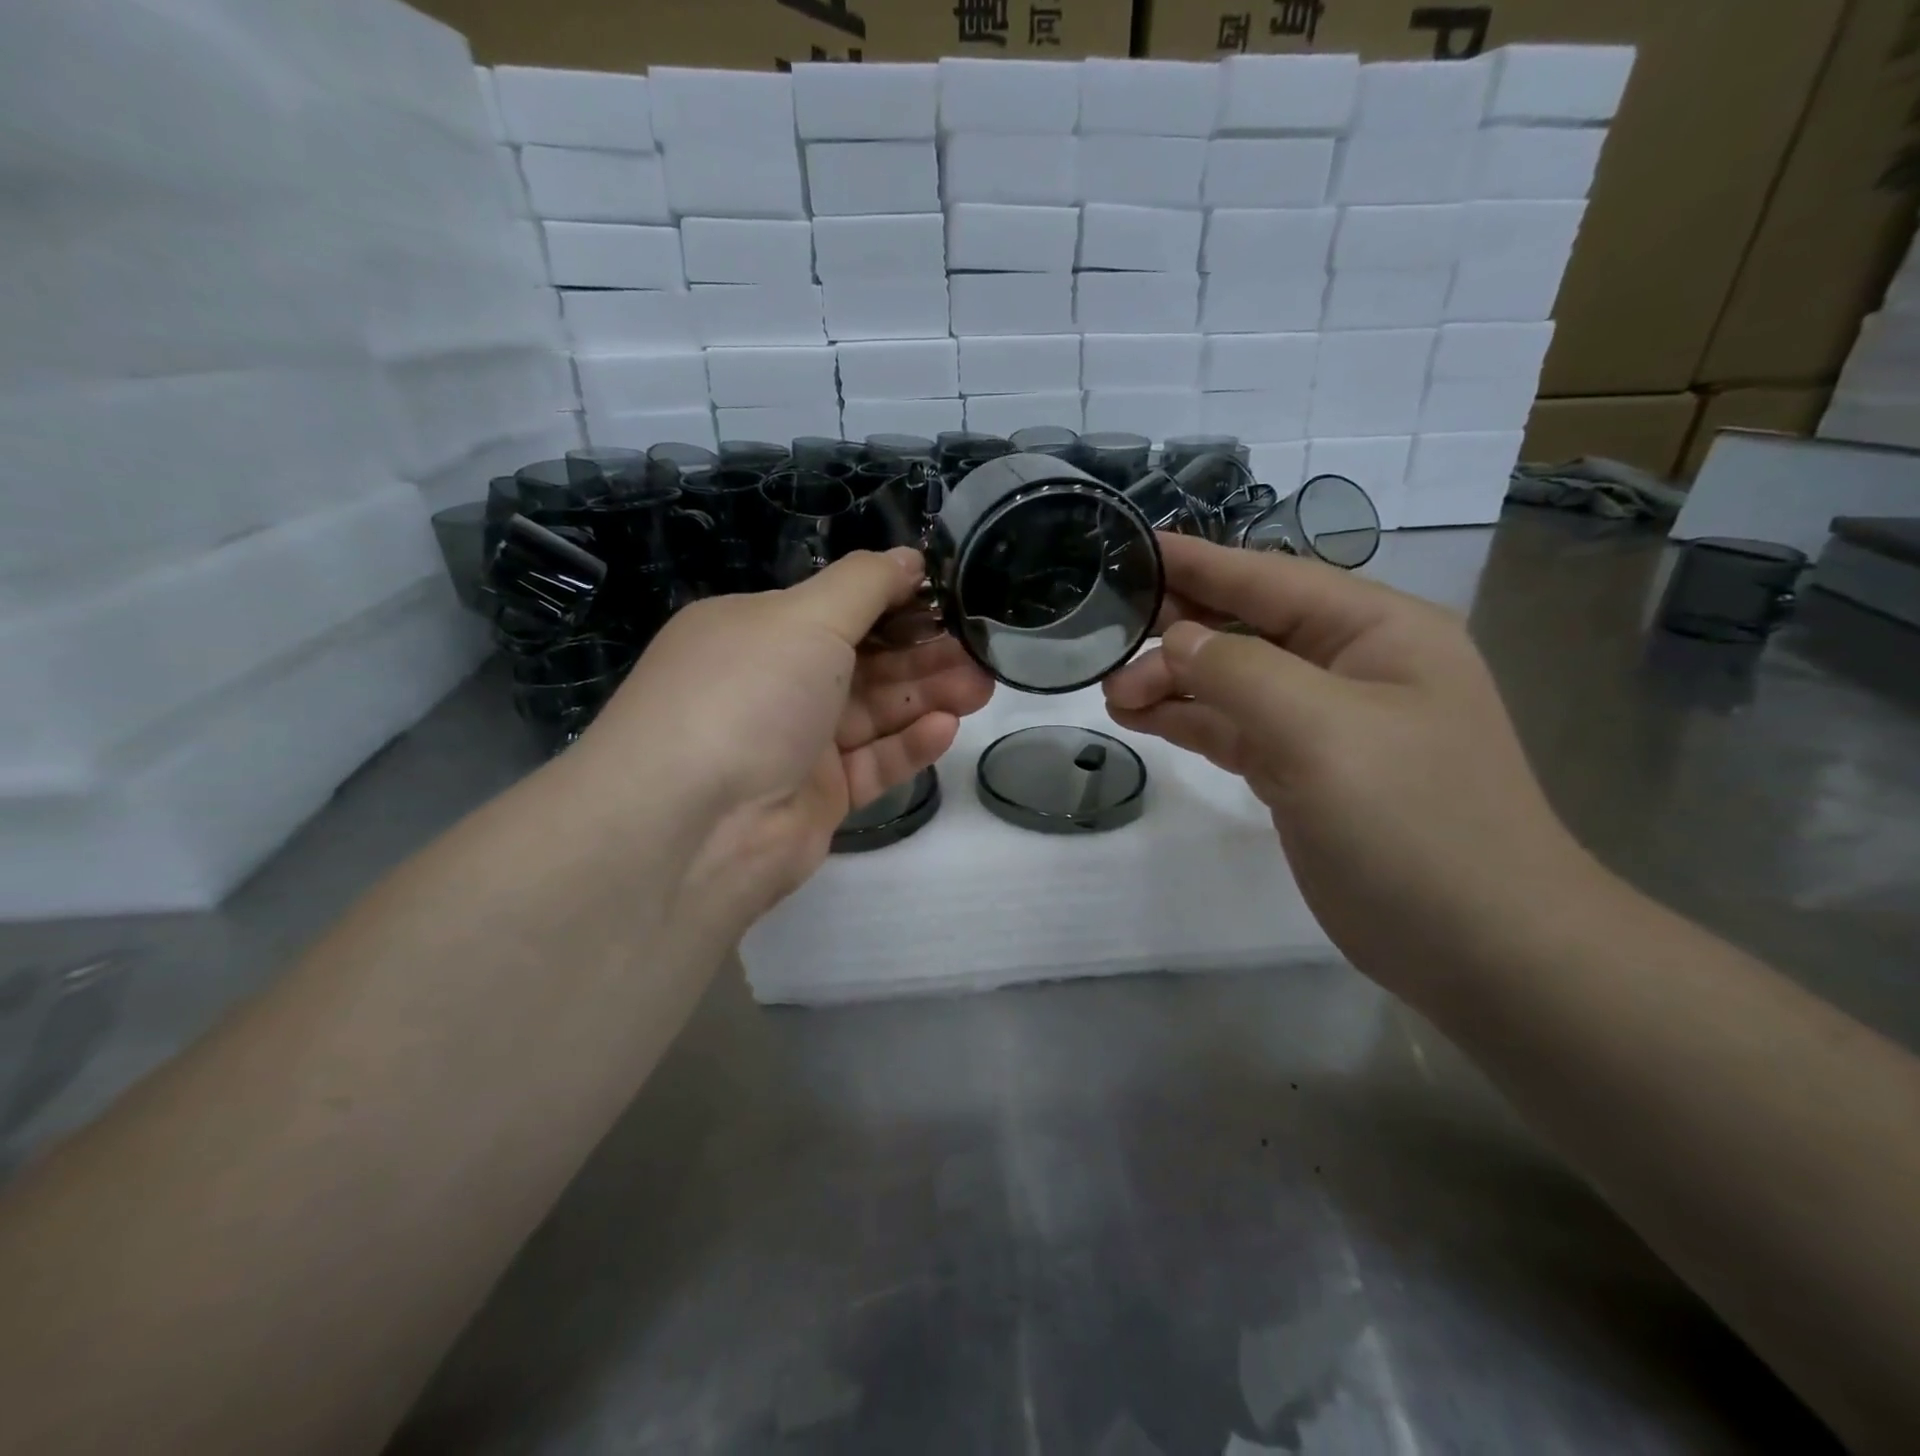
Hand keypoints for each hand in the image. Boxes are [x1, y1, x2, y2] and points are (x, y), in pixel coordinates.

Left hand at [578, 548, 993, 936]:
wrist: (695, 825)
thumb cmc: (748, 693)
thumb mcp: (805, 616)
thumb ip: (865, 584)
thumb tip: (908, 556)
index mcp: (754, 631)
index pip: (835, 607)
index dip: (893, 600)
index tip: (949, 595)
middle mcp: (772, 685)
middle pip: (861, 661)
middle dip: (922, 652)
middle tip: (981, 649)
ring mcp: (794, 745)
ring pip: (873, 713)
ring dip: (927, 695)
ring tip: (981, 685)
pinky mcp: (817, 798)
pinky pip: (871, 764)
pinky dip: (907, 745)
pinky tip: (946, 727)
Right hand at [1103, 535, 1600, 997]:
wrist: (1478, 945)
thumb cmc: (1413, 822)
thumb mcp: (1322, 730)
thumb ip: (1240, 672)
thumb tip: (1177, 641)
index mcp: (1376, 631)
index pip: (1270, 579)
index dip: (1200, 562)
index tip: (1133, 547)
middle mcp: (1350, 666)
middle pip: (1245, 628)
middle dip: (1176, 631)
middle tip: (1105, 640)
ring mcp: (1324, 723)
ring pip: (1231, 682)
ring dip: (1173, 682)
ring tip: (1111, 692)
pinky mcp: (1301, 772)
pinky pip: (1232, 729)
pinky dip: (1188, 721)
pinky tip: (1142, 719)